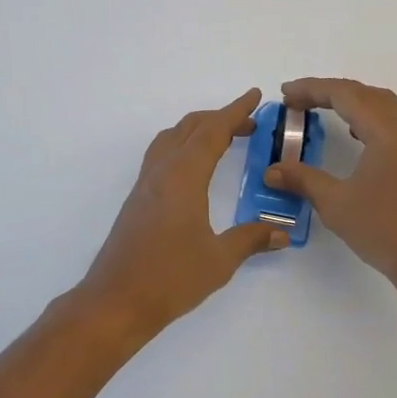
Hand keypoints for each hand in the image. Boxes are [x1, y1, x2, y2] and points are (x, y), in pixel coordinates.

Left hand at [79, 88, 287, 335]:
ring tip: (223, 138)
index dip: (236, 111)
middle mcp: (162, 172)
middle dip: (220, 118)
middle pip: (190, 128)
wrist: (115, 301)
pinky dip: (182, 146)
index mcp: (183, 177)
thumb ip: (250, 239)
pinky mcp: (137, 200)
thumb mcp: (219, 260)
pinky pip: (161, 155)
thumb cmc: (170, 278)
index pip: (212, 132)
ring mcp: (145, 185)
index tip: (255, 96)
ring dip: (197, 130)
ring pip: (171, 139)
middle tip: (249, 123)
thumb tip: (281, 232)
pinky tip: (193, 168)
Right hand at [266, 78, 396, 287]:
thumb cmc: (385, 229)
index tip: (285, 94)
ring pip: (384, 106)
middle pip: (366, 94)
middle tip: (299, 102)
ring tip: (323, 111)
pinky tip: (356, 136)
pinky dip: (370, 119)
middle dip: (330, 92)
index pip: (345, 94)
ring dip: (353, 103)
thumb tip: (272, 171)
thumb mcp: (336, 204)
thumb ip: (303, 180)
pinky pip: (394, 123)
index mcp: (387, 130)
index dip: (312, 89)